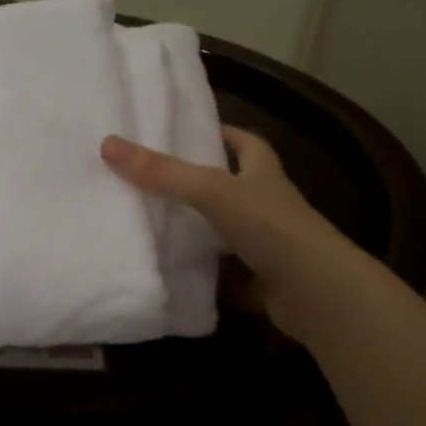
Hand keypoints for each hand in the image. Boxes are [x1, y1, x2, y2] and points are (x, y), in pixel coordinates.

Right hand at [101, 127, 357, 344]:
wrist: (318, 293)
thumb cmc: (270, 227)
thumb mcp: (211, 190)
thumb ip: (162, 172)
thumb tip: (107, 143)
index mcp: (263, 175)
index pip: (246, 143)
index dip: (222, 133)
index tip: (188, 132)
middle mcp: (269, 206)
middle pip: (233, 188)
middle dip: (200, 185)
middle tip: (155, 181)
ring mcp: (268, 246)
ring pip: (227, 233)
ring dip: (200, 232)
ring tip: (153, 227)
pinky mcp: (263, 282)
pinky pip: (227, 277)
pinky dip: (205, 277)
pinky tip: (174, 276)